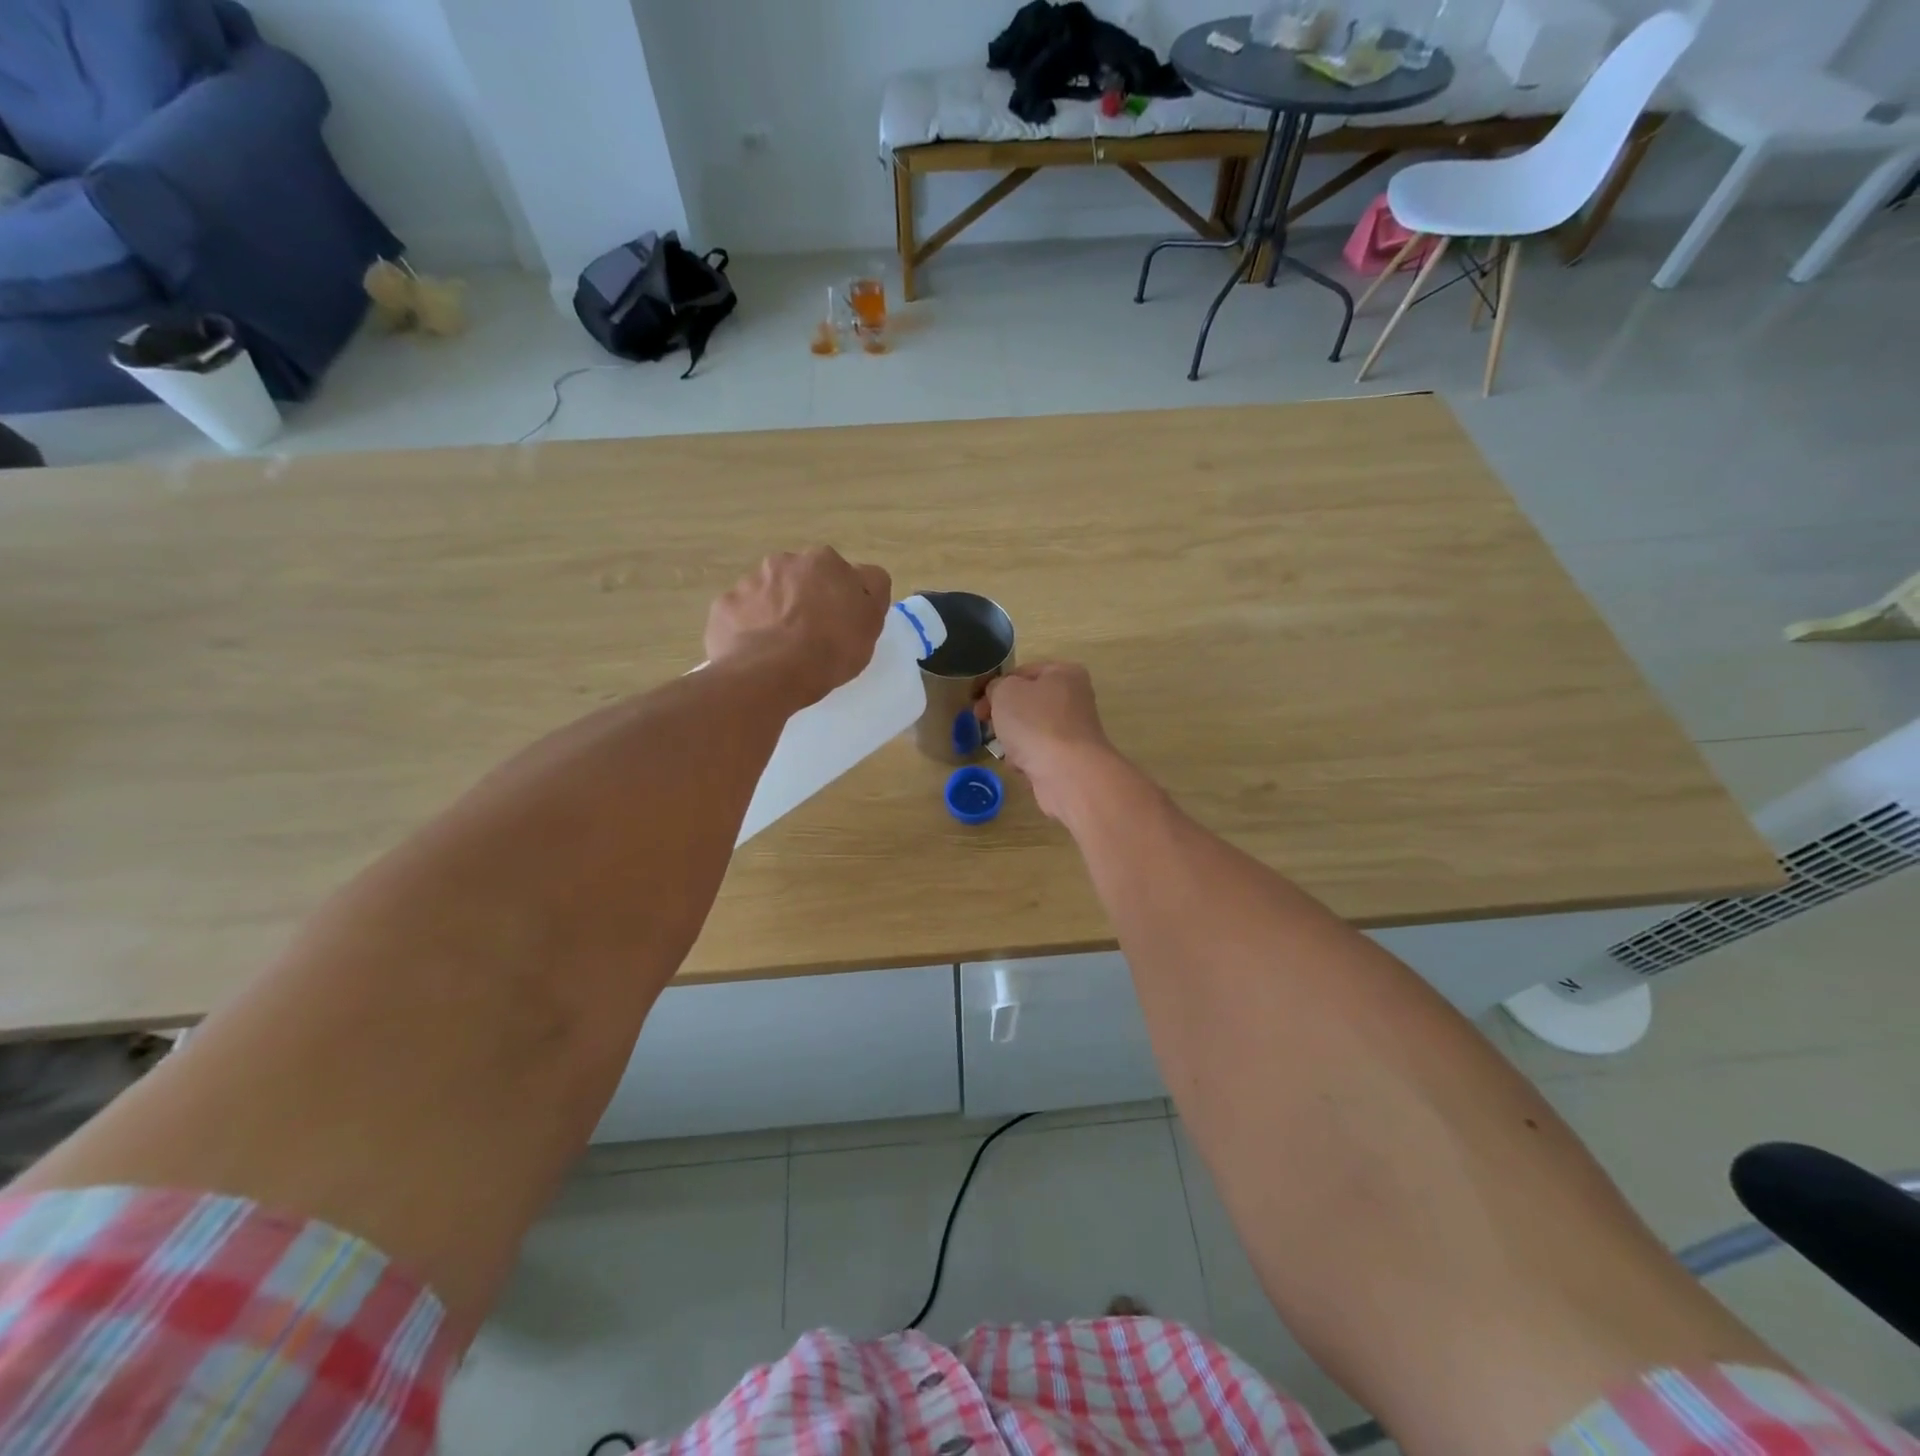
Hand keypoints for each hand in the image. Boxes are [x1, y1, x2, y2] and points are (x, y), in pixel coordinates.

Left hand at [706, 548, 891, 707]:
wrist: (770, 674)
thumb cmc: (830, 648)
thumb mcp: (871, 621)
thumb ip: (872, 590)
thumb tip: (865, 577)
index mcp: (823, 561)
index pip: (840, 573)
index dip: (842, 598)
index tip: (842, 623)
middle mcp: (783, 562)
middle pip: (799, 579)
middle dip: (804, 599)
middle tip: (811, 636)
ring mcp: (748, 582)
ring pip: (767, 595)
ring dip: (774, 613)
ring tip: (781, 649)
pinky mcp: (723, 607)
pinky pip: (740, 616)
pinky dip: (747, 630)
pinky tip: (756, 654)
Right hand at [982, 662, 1117, 819]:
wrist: (1067, 774)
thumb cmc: (1035, 723)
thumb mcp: (1005, 692)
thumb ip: (996, 686)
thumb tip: (998, 694)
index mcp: (1064, 673)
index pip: (1022, 672)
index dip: (995, 684)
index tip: (975, 701)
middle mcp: (1074, 699)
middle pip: (1026, 703)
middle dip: (1003, 715)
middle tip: (983, 723)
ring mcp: (1074, 731)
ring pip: (1030, 730)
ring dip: (1013, 740)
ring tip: (1006, 749)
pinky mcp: (1070, 759)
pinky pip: (1039, 754)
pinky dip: (1027, 759)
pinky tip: (1022, 766)